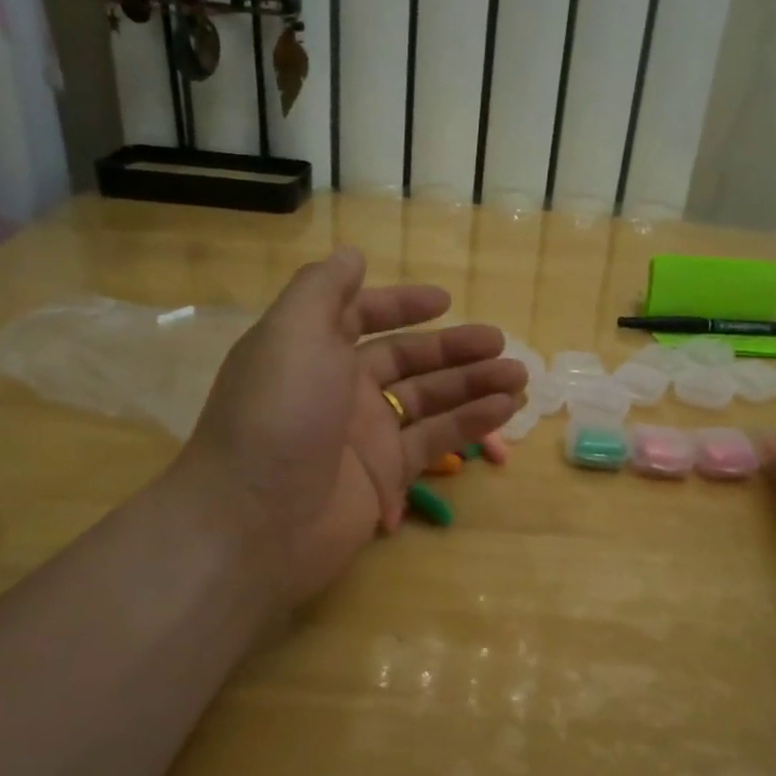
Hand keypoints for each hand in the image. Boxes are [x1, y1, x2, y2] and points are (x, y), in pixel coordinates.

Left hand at [172, 248, 524, 605]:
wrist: (256, 521)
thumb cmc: (279, 413)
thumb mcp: (293, 332)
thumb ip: (324, 289)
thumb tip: (351, 254)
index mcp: (314, 349)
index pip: (361, 317)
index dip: (400, 305)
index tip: (445, 300)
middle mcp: (340, 388)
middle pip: (407, 360)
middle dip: (453, 349)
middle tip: (501, 344)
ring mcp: (364, 434)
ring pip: (429, 400)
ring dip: (473, 385)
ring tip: (519, 376)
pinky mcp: (386, 475)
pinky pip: (435, 439)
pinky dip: (471, 423)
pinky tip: (506, 408)